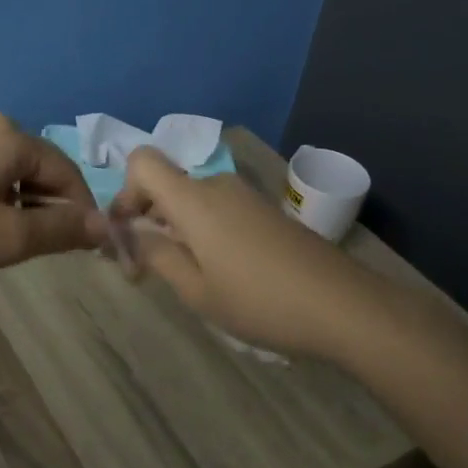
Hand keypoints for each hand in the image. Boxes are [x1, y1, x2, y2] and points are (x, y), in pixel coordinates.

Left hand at [0, 107, 107, 293]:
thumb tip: (104, 224)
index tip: (84, 247)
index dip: (80, 210)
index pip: (64, 170)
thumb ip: (61, 229)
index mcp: (5, 133)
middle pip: (31, 164)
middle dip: (42, 205)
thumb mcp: (6, 240)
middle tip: (35, 249)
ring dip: (11, 200)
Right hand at [110, 146, 373, 358]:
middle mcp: (217, 185)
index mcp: (193, 199)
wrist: (343, 305)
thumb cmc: (259, 300)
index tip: (126, 231)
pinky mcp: (266, 211)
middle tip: (145, 267)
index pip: (142, 162)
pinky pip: (218, 208)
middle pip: (167, 183)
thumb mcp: (196, 289)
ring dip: (177, 227)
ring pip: (193, 199)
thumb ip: (156, 255)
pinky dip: (204, 230)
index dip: (124, 191)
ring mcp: (246, 196)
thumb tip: (128, 234)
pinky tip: (222, 271)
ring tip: (186, 275)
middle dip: (148, 217)